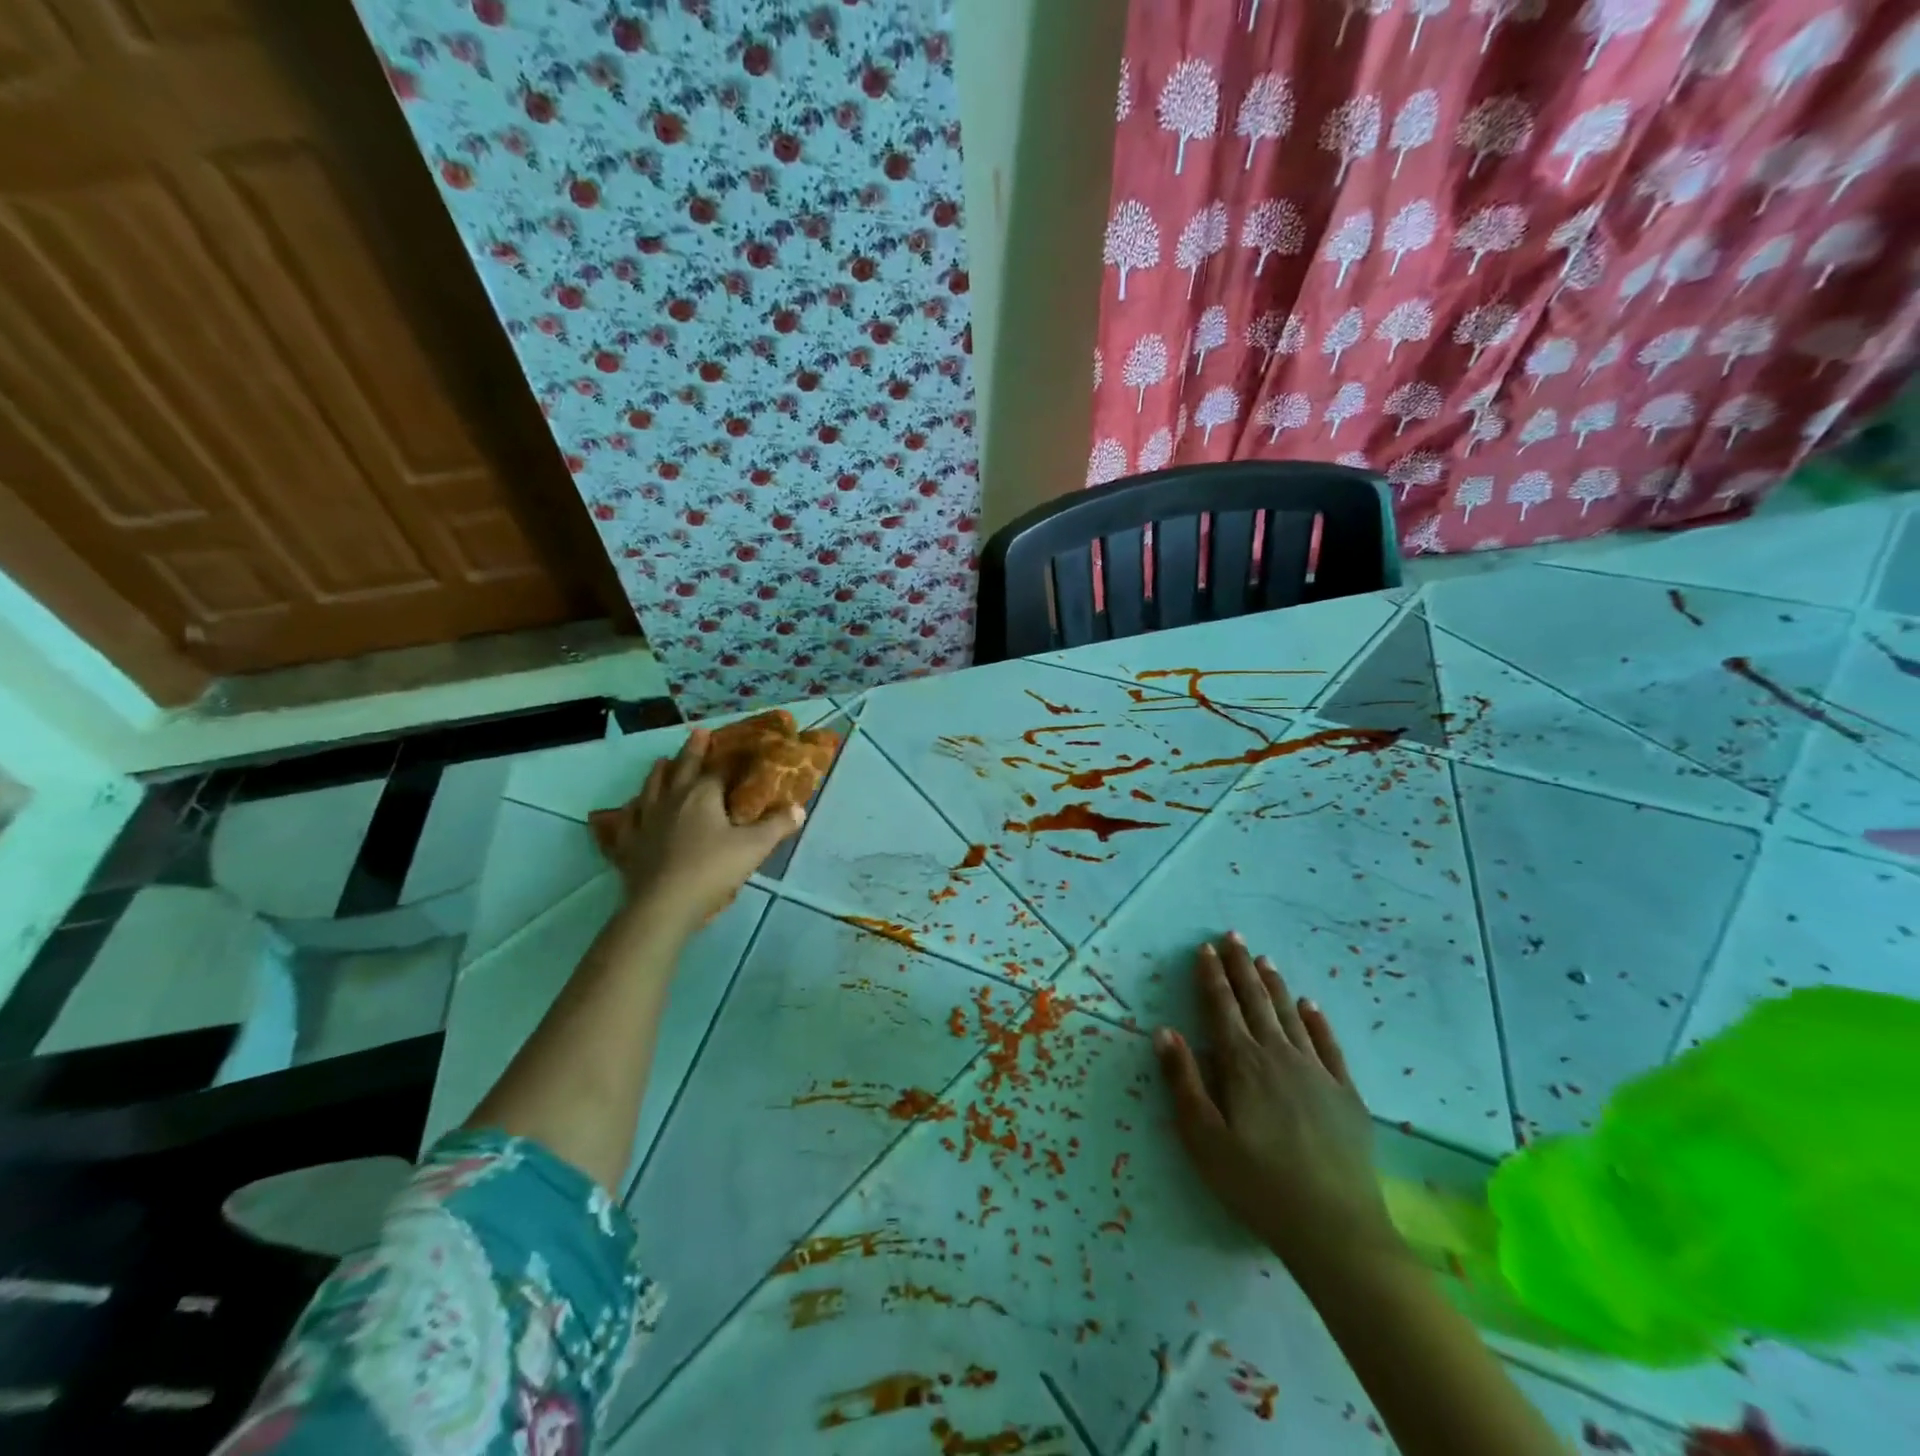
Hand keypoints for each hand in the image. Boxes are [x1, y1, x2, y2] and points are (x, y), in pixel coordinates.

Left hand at [593, 728, 803, 932]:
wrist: (663, 905)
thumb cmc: (711, 870)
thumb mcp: (754, 847)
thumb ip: (777, 826)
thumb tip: (799, 809)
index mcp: (702, 794)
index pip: (719, 768)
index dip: (731, 755)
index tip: (739, 745)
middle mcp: (671, 799)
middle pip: (681, 768)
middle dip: (692, 750)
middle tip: (697, 733)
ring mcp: (645, 821)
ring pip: (651, 788)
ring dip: (659, 773)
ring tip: (662, 762)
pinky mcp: (628, 845)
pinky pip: (627, 821)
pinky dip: (630, 811)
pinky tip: (631, 809)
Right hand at [1154, 934, 1402, 1284]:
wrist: (1336, 1229)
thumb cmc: (1257, 1185)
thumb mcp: (1203, 1139)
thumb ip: (1182, 1081)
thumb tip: (1164, 1031)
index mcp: (1242, 1065)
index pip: (1222, 1008)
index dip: (1211, 976)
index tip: (1205, 948)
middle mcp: (1279, 1056)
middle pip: (1256, 1001)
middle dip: (1241, 967)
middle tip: (1233, 937)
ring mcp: (1317, 1072)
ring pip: (1290, 1015)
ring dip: (1274, 985)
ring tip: (1264, 959)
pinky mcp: (1346, 1094)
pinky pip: (1328, 1045)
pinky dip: (1316, 1020)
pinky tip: (1309, 1005)